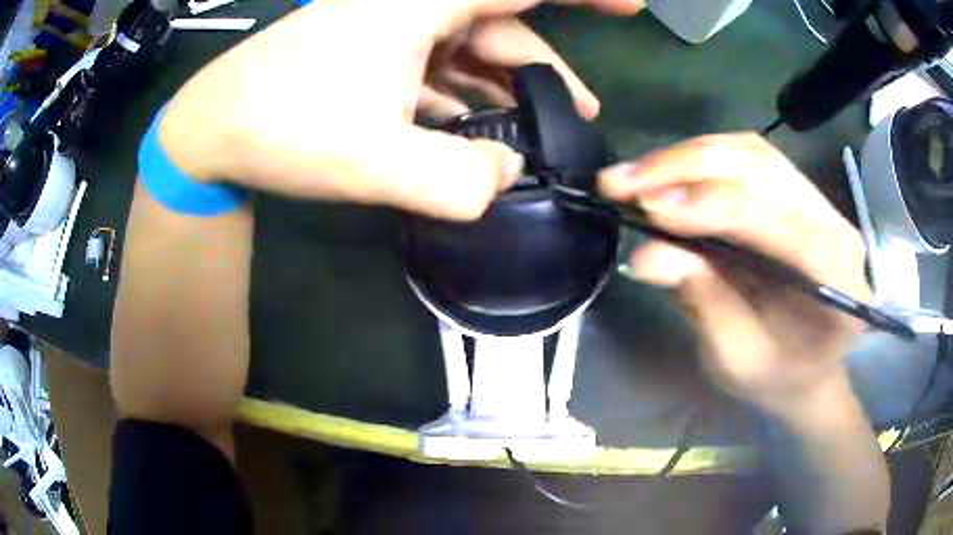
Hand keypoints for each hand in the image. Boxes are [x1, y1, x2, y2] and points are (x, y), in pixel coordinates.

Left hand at [158, 0, 642, 220]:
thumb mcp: (372, 163)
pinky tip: (477, 129)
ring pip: (470, 49)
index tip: (631, 6)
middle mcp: (410, 6)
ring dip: (506, 88)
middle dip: (544, 69)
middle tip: (581, 114)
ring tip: (541, 129)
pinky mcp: (372, 52)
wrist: (212, 131)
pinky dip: (464, 95)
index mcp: (418, 5)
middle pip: (500, 24)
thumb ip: (457, 181)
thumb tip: (507, 178)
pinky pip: (437, 65)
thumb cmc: (281, 130)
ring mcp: (390, 28)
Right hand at [599, 134, 869, 415]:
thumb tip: (645, 256)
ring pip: (752, 153)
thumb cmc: (777, 376)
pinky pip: (748, 157)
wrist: (806, 365)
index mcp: (837, 278)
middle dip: (690, 169)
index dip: (716, 206)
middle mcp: (836, 226)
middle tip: (624, 183)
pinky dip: (701, 159)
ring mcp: (818, 202)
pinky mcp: (796, 191)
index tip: (650, 209)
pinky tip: (666, 173)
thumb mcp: (737, 357)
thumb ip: (704, 302)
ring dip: (688, 158)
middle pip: (764, 170)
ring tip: (635, 177)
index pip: (782, 222)